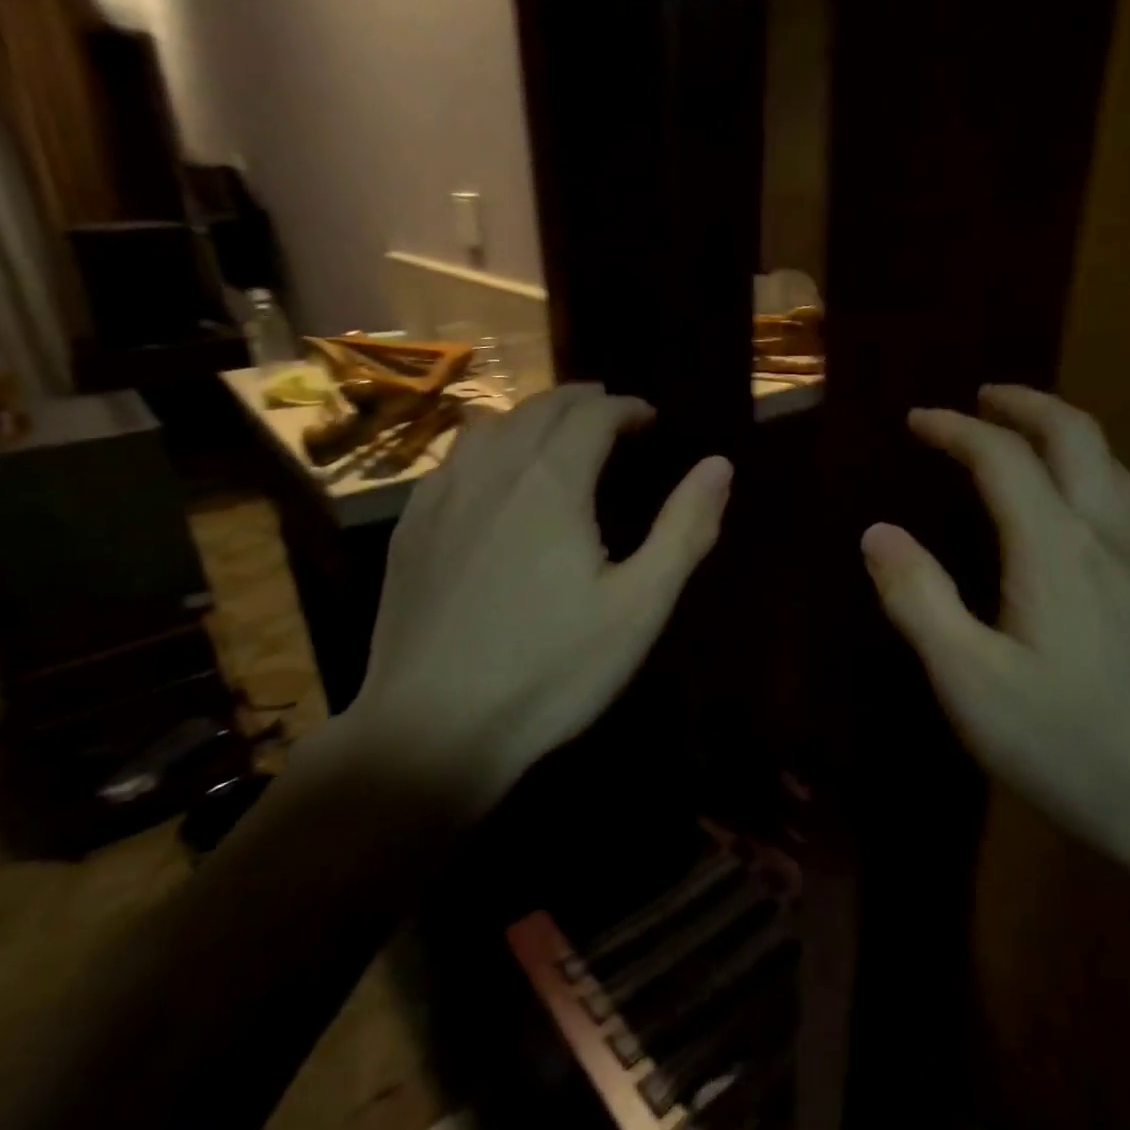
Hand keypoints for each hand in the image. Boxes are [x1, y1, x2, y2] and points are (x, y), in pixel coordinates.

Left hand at [322, 384, 732, 810]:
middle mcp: (493, 471)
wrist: (433, 728)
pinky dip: (486, 447)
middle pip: (539, 409)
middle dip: (580, 401)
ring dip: (530, 417)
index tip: (648, 417)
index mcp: (552, 482)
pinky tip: (491, 476)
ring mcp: (442, 498)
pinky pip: (452, 462)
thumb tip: (718, 465)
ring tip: (555, 432)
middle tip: (610, 412)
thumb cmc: (551, 670)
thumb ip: (684, 530)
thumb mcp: (638, 607)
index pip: (593, 416)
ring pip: (488, 427)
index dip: (625, 408)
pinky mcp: (410, 530)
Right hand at [860, 385, 1129, 886]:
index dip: (956, 429)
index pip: (1003, 458)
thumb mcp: (969, 680)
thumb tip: (878, 532)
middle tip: (982, 399)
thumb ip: (919, 598)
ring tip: (1024, 440)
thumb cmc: (1067, 746)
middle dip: (1025, 405)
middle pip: (1077, 437)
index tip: (917, 419)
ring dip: (1064, 435)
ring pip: (1113, 467)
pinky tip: (1078, 510)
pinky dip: (1092, 474)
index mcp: (1056, 550)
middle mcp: (1111, 537)